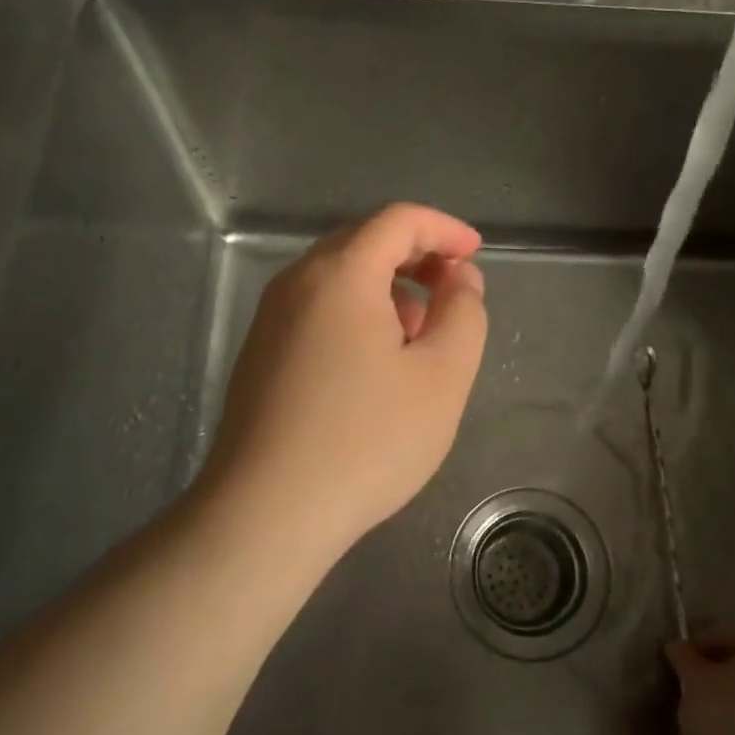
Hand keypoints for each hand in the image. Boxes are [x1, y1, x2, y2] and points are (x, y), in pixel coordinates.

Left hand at [194, 203, 488, 557]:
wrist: (266, 513)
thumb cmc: (367, 440)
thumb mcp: (442, 376)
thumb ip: (463, 314)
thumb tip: (459, 279)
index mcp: (341, 275)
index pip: (398, 221)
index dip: (444, 229)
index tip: (474, 254)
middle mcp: (296, 283)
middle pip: (363, 243)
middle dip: (415, 257)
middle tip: (452, 292)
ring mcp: (270, 319)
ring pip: (338, 279)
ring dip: (386, 290)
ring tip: (418, 337)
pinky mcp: (259, 355)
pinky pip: (317, 311)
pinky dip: (356, 315)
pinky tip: (375, 366)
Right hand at [668, 624, 734, 734]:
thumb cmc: (724, 715)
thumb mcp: (693, 680)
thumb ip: (684, 658)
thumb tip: (677, 647)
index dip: (708, 637)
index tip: (684, 654)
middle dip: (718, 669)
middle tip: (690, 680)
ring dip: (728, 697)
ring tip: (699, 709)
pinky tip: (716, 733)